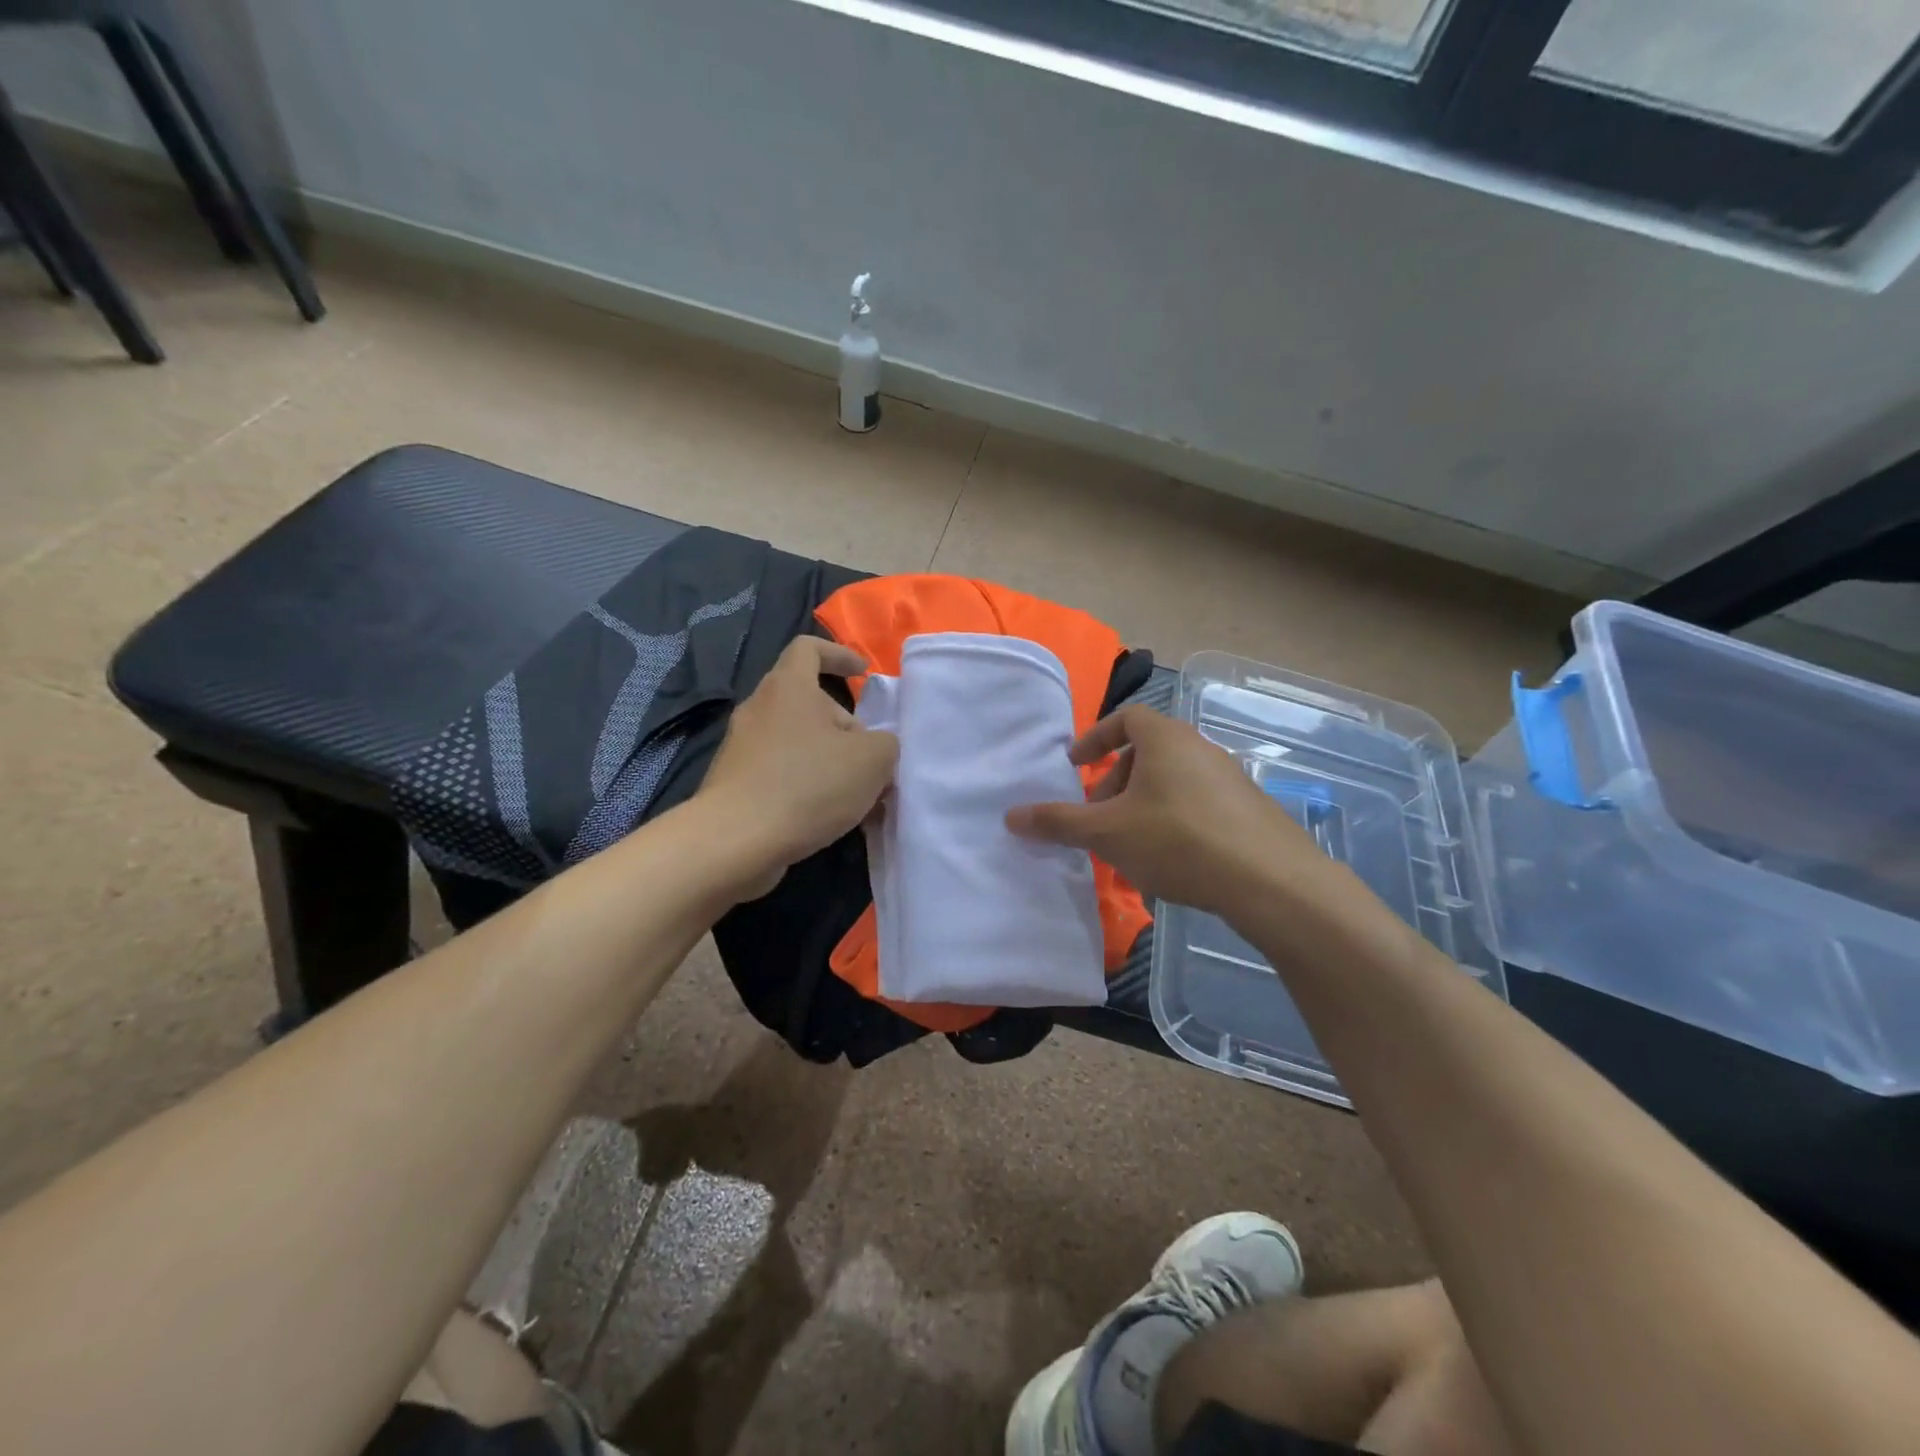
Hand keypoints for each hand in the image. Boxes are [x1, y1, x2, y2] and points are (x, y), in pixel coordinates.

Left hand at [695, 637, 897, 899]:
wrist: (736, 840)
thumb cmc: (808, 784)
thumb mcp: (872, 760)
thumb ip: (885, 743)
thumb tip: (876, 747)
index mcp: (788, 688)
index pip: (808, 648)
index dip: (839, 654)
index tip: (863, 672)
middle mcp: (759, 709)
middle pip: (807, 702)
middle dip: (844, 725)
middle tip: (871, 758)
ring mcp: (742, 747)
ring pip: (796, 741)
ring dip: (829, 760)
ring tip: (858, 795)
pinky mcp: (735, 783)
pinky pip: (780, 772)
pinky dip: (807, 785)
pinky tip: (828, 817)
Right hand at [1005, 705, 1344, 921]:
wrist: (1271, 881)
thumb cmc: (1178, 841)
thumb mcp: (1107, 833)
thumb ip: (1058, 822)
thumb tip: (1010, 816)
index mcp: (1166, 738)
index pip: (1126, 718)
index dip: (1096, 739)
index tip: (1076, 765)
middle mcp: (1200, 748)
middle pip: (1148, 751)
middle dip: (1116, 780)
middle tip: (1098, 815)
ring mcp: (1230, 778)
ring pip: (1172, 780)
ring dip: (1142, 803)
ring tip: (1128, 843)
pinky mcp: (1249, 809)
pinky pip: (1197, 802)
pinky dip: (1172, 818)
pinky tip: (1168, 859)